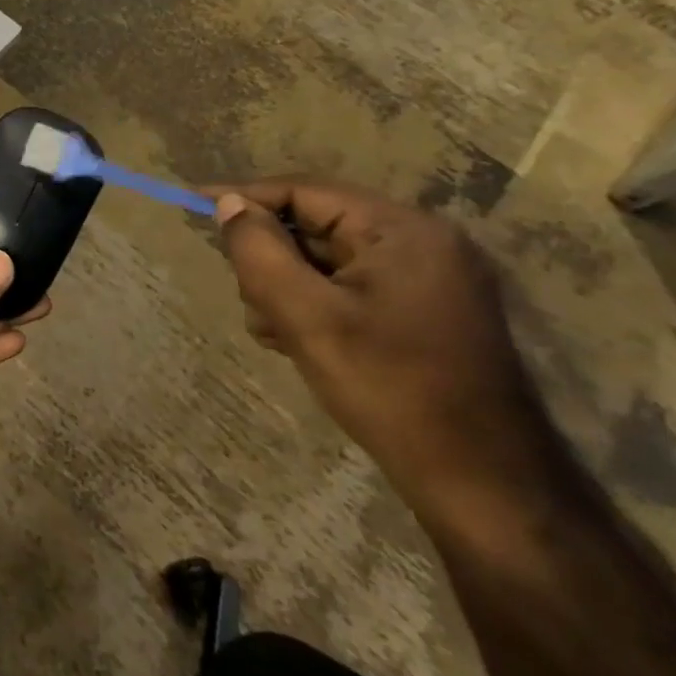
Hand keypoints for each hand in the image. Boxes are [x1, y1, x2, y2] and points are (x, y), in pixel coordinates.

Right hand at [211, 177, 556, 523]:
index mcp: (402, 230)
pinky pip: (349, 285)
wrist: (483, 484)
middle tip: (251, 300)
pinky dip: (315, 304)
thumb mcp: (305, 315)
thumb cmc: (389, 389)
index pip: (303, 191)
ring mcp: (429, 278)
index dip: (244, 197)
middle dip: (271, 257)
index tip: (191, 204)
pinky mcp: (426, 310)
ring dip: (288, 286)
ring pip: (326, 258)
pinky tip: (298, 341)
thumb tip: (228, 205)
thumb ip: (258, 249)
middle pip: (314, 224)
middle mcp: (422, 241)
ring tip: (275, 332)